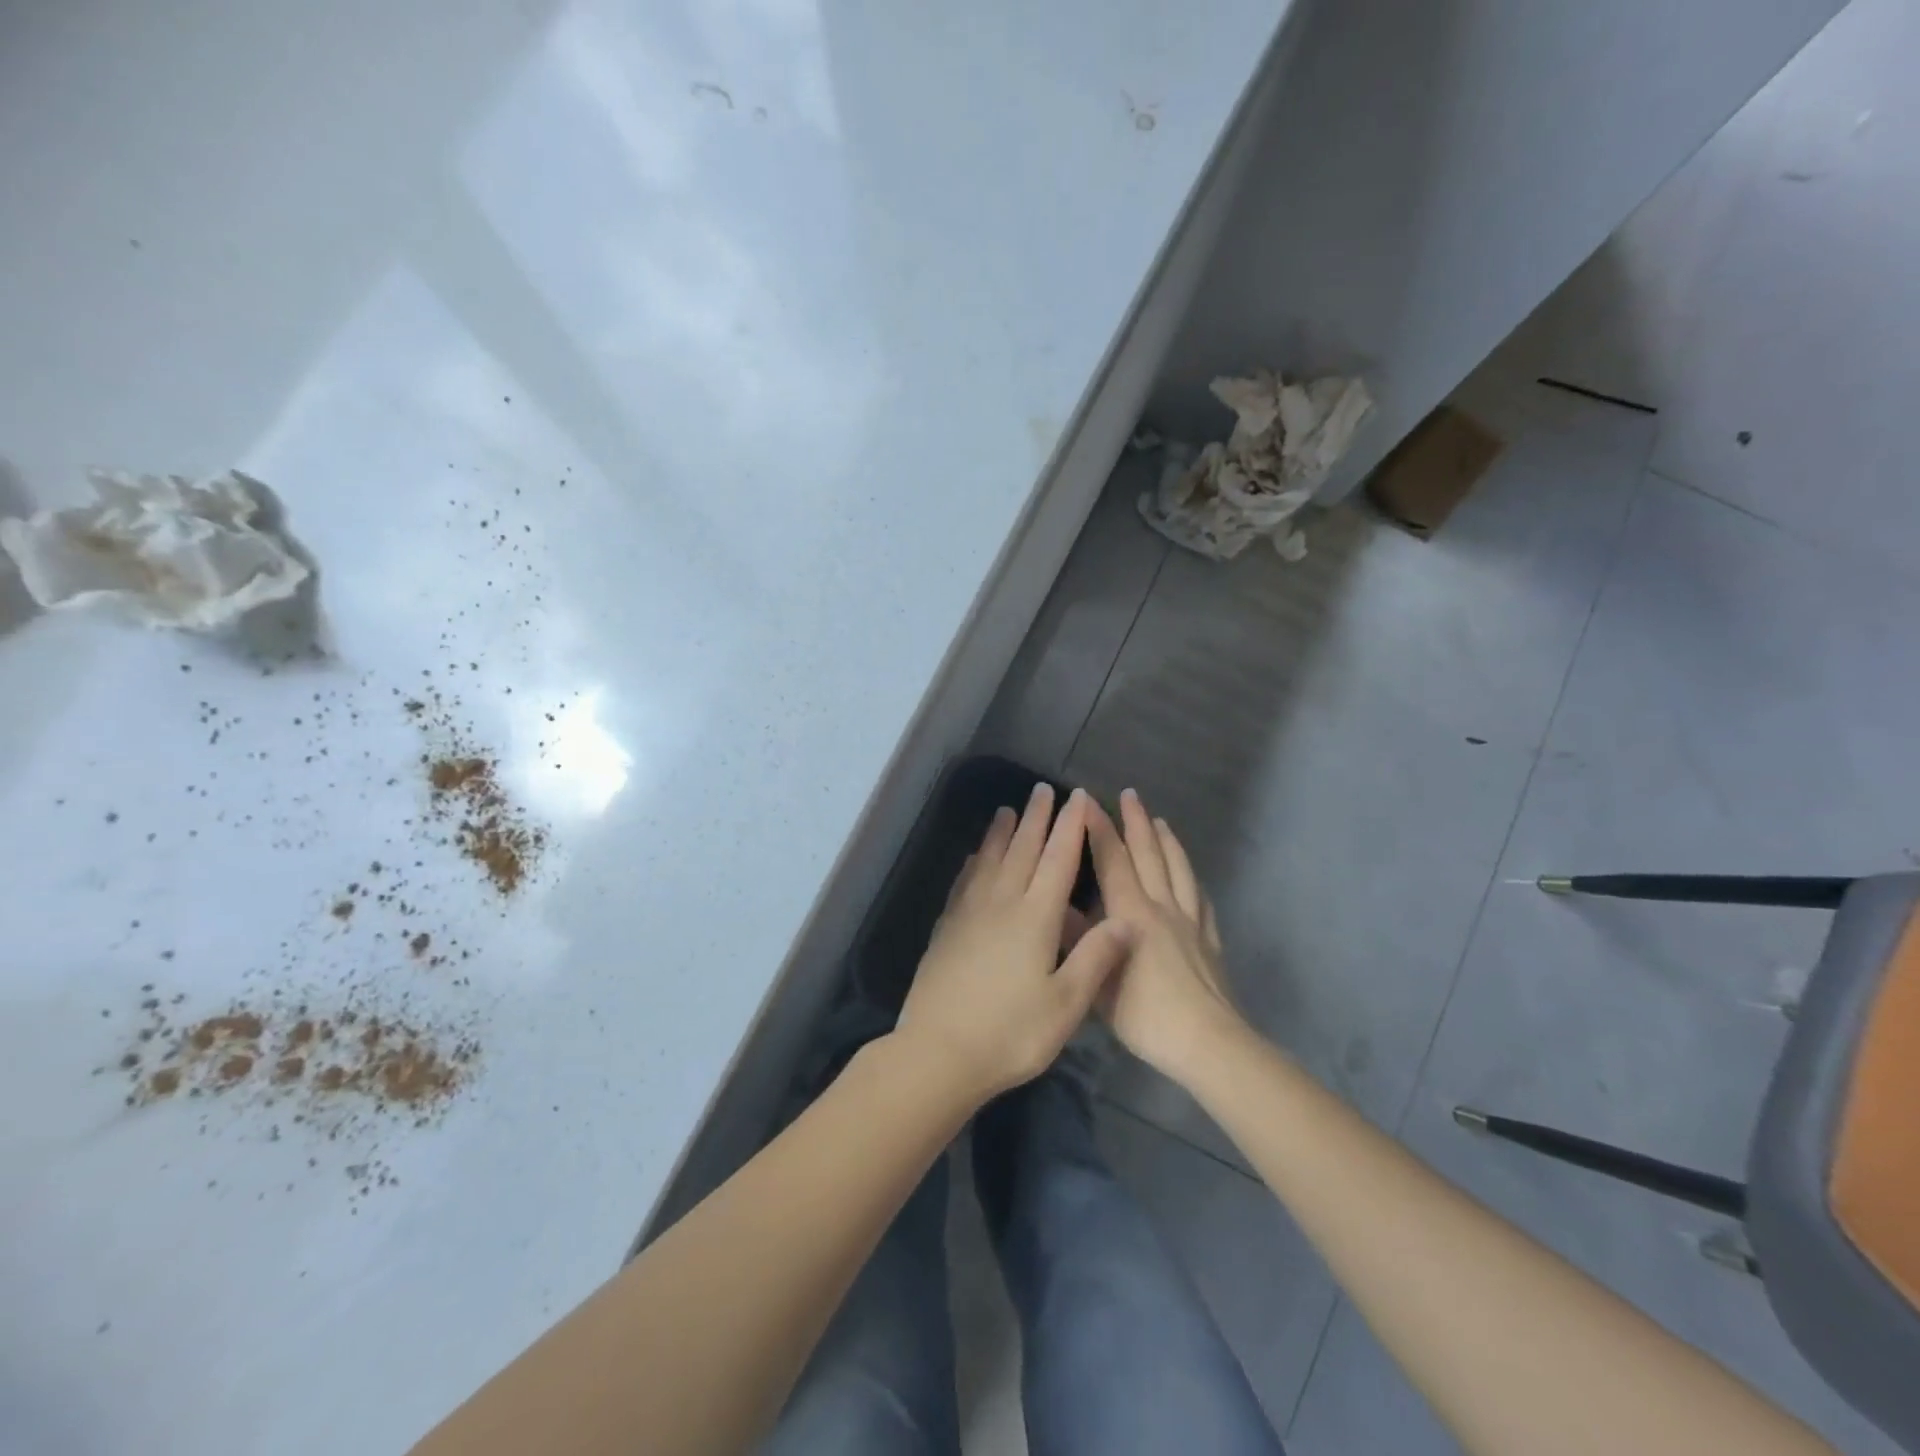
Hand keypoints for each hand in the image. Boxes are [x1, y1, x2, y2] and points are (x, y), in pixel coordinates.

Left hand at [897, 784, 1135, 1103]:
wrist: (939, 1052)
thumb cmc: (1012, 1033)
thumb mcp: (1066, 1004)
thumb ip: (1096, 958)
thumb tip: (1126, 919)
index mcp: (1035, 918)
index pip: (1058, 860)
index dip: (1071, 827)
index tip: (1079, 797)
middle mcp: (1002, 903)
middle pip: (1022, 850)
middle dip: (1036, 818)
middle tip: (1043, 789)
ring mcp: (969, 914)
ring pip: (989, 860)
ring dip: (1001, 833)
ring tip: (1007, 810)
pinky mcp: (947, 929)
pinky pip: (964, 882)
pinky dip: (973, 863)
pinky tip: (974, 858)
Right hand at [1086, 790, 1246, 1084]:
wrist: (1207, 1043)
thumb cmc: (1145, 1015)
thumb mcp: (1098, 982)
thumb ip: (1080, 940)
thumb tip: (1057, 907)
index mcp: (1131, 914)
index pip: (1112, 860)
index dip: (1098, 828)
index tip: (1087, 801)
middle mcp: (1162, 907)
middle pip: (1149, 855)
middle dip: (1137, 822)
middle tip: (1130, 794)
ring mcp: (1191, 922)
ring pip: (1179, 870)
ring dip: (1168, 842)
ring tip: (1161, 821)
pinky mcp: (1210, 940)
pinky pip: (1202, 901)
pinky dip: (1193, 880)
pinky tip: (1192, 878)